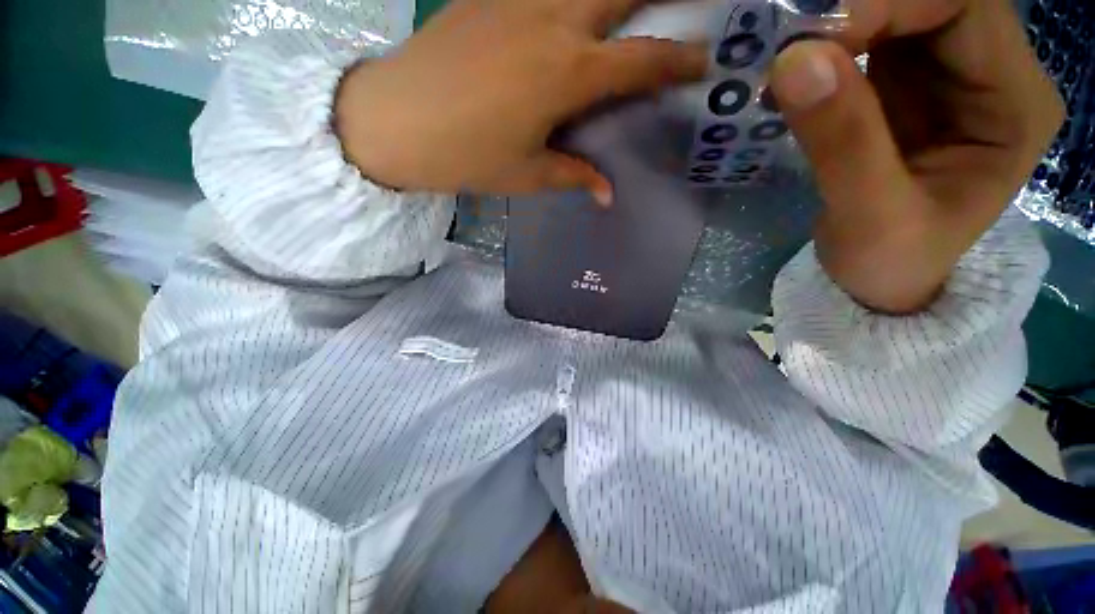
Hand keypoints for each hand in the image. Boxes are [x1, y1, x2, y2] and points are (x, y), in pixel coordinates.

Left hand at [335, 0, 706, 205]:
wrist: (395, 121)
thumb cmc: (467, 156)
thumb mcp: (528, 175)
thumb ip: (574, 177)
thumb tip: (607, 195)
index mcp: (568, 75)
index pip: (642, 62)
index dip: (680, 61)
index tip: (704, 60)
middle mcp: (553, 22)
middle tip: (688, 1)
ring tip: (623, 13)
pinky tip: (569, 12)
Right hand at [770, 0, 1062, 313]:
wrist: (881, 279)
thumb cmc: (889, 261)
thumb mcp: (869, 215)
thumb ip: (841, 141)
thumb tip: (794, 62)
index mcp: (1014, 104)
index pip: (964, 7)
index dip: (890, 4)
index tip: (810, 43)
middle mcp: (993, 74)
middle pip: (932, 0)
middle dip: (860, 11)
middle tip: (789, 48)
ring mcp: (948, 75)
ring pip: (899, 13)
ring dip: (838, 27)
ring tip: (785, 67)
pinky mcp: (908, 86)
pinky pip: (871, 40)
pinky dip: (829, 47)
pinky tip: (796, 77)